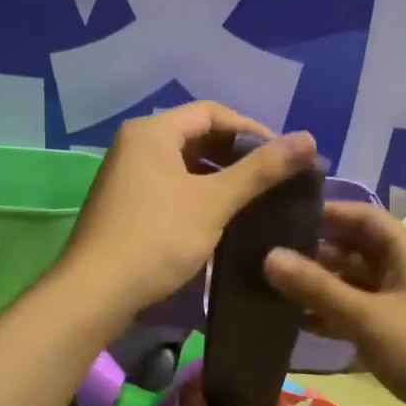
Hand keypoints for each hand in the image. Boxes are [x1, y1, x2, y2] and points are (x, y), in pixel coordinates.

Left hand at [58, 102, 317, 325]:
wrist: (95, 293)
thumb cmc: (157, 238)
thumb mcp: (214, 201)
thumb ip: (261, 170)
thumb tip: (309, 139)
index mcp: (152, 132)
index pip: (212, 112)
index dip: (252, 129)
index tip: (284, 156)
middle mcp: (135, 146)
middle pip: (197, 136)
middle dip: (237, 155)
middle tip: (273, 179)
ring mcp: (126, 177)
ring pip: (184, 165)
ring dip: (219, 178)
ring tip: (254, 200)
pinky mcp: (126, 206)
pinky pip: (170, 188)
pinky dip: (198, 196)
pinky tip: (221, 219)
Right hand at [263, 202, 405, 405]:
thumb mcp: (366, 317)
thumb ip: (316, 288)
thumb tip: (269, 256)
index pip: (362, 216)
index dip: (325, 212)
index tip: (281, 216)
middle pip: (357, 249)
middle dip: (316, 252)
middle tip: (268, 256)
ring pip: (357, 283)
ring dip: (322, 286)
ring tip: (275, 289)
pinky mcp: (404, 334)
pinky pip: (363, 313)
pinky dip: (335, 314)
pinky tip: (301, 324)